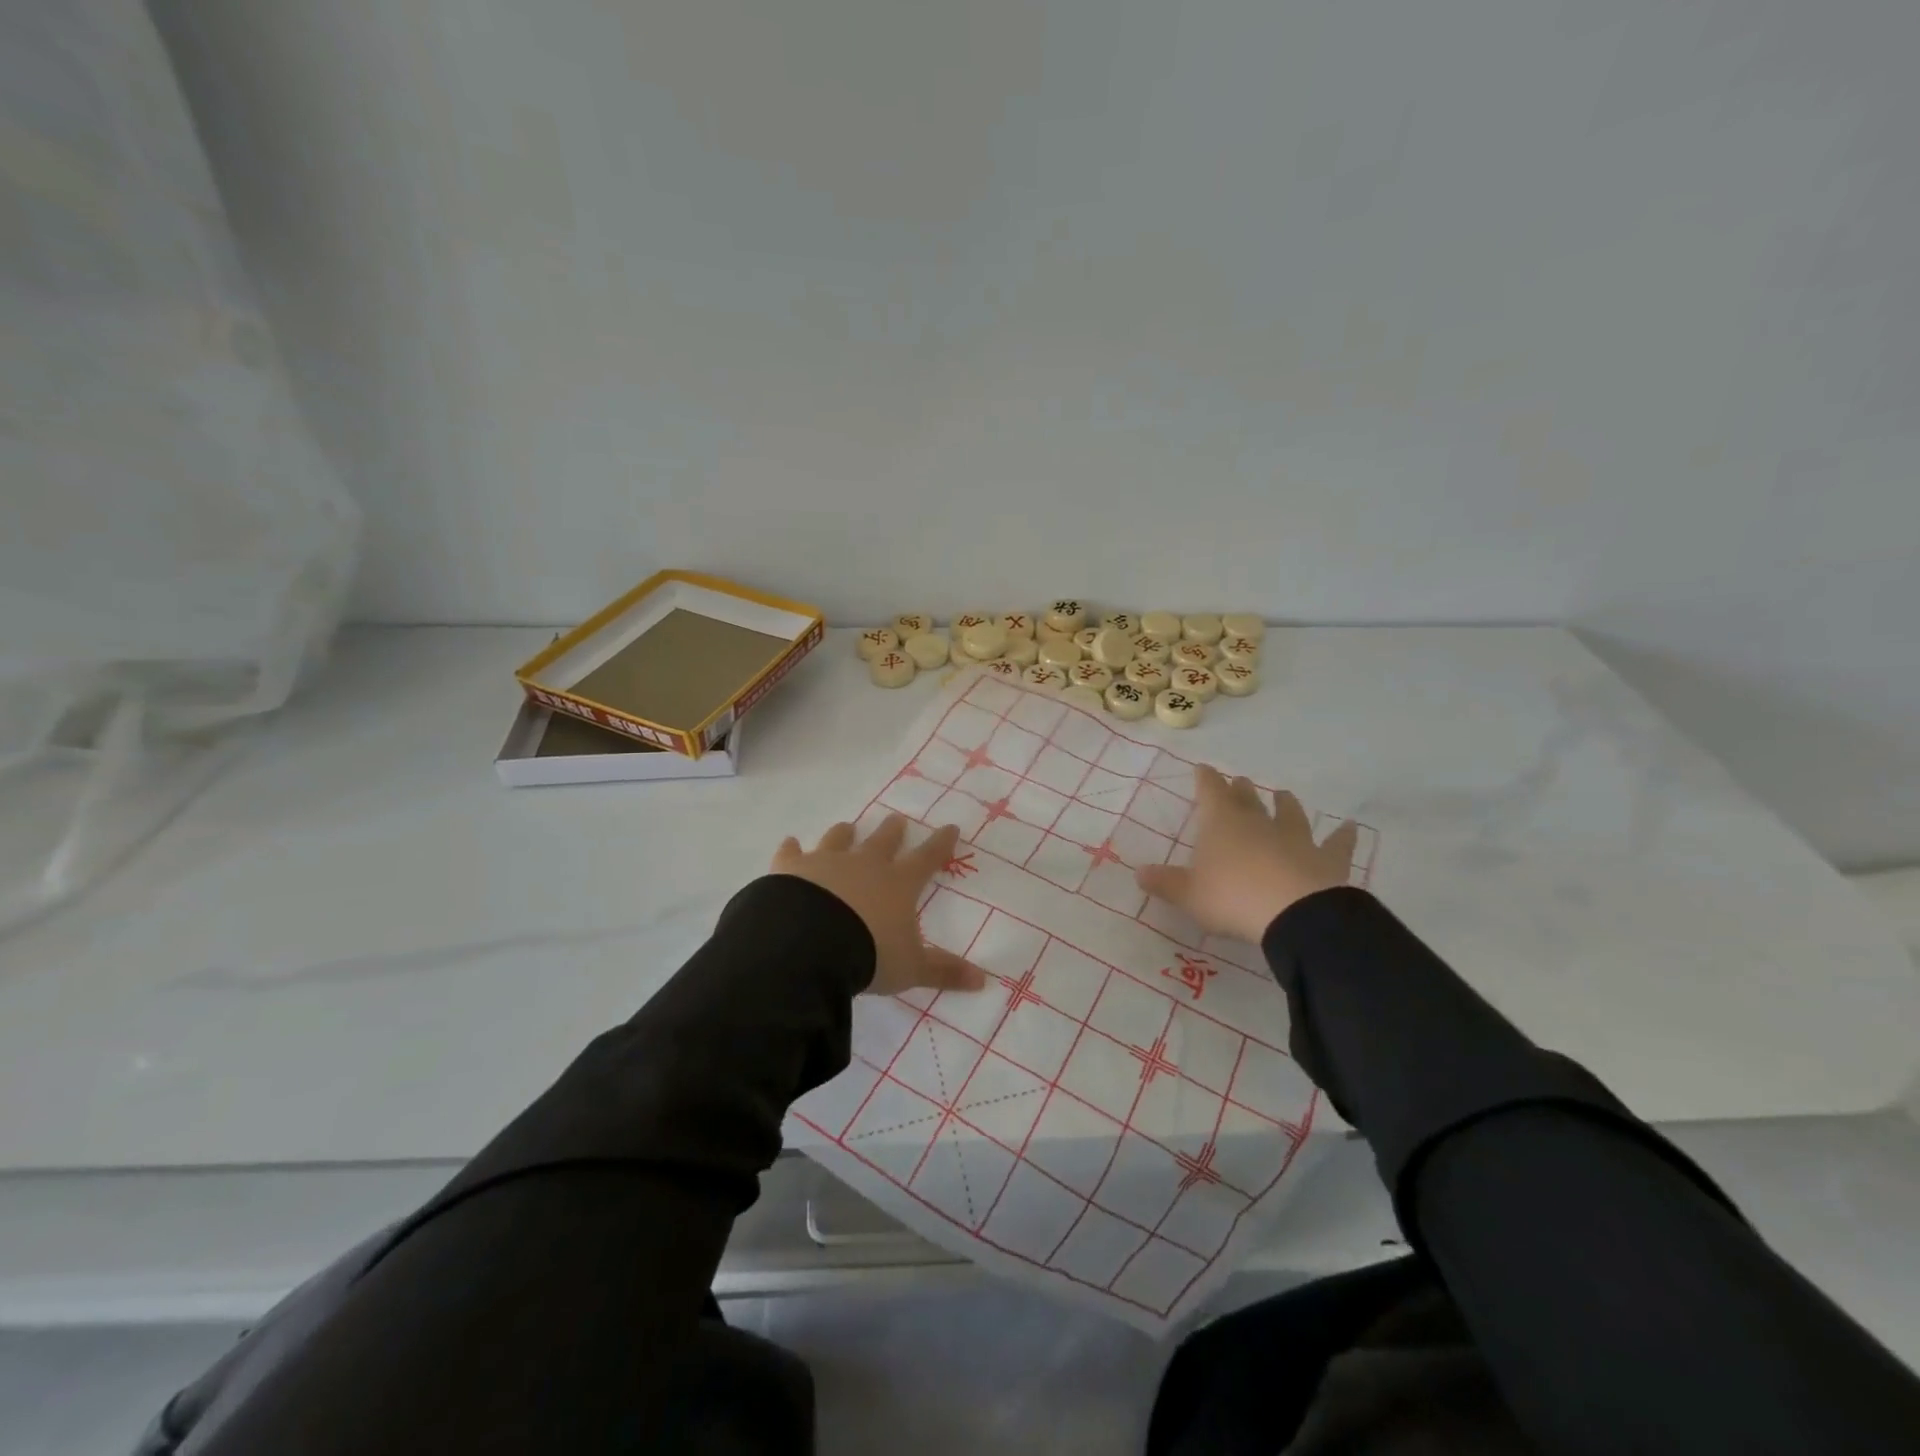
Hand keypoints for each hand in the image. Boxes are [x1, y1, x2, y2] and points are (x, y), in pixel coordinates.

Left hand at [773, 816, 986, 997]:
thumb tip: (983, 981)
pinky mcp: (791, 868)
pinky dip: (792, 848)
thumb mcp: (911, 969)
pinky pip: (791, 852)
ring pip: (838, 839)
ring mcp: (826, 862)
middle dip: (892, 830)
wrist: (809, 946)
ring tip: (847, 827)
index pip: (927, 858)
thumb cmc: (868, 955)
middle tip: (897, 820)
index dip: (941, 844)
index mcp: (898, 884)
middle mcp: (864, 865)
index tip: (951, 827)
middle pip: (882, 840)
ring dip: (844, 833)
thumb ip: (944, 972)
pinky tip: (790, 843)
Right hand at [1136, 766, 1358, 943]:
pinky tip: (1351, 826)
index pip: (1210, 792)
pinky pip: (1336, 844)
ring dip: (1285, 804)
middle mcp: (1258, 823)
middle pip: (1248, 800)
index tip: (1203, 767)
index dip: (1205, 780)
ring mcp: (1295, 839)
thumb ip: (1165, 883)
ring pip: (1289, 814)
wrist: (1294, 912)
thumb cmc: (1232, 898)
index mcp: (1221, 824)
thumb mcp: (1188, 895)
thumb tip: (1138, 873)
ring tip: (1284, 793)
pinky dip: (1343, 835)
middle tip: (1241, 780)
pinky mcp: (1326, 859)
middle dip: (1241, 790)